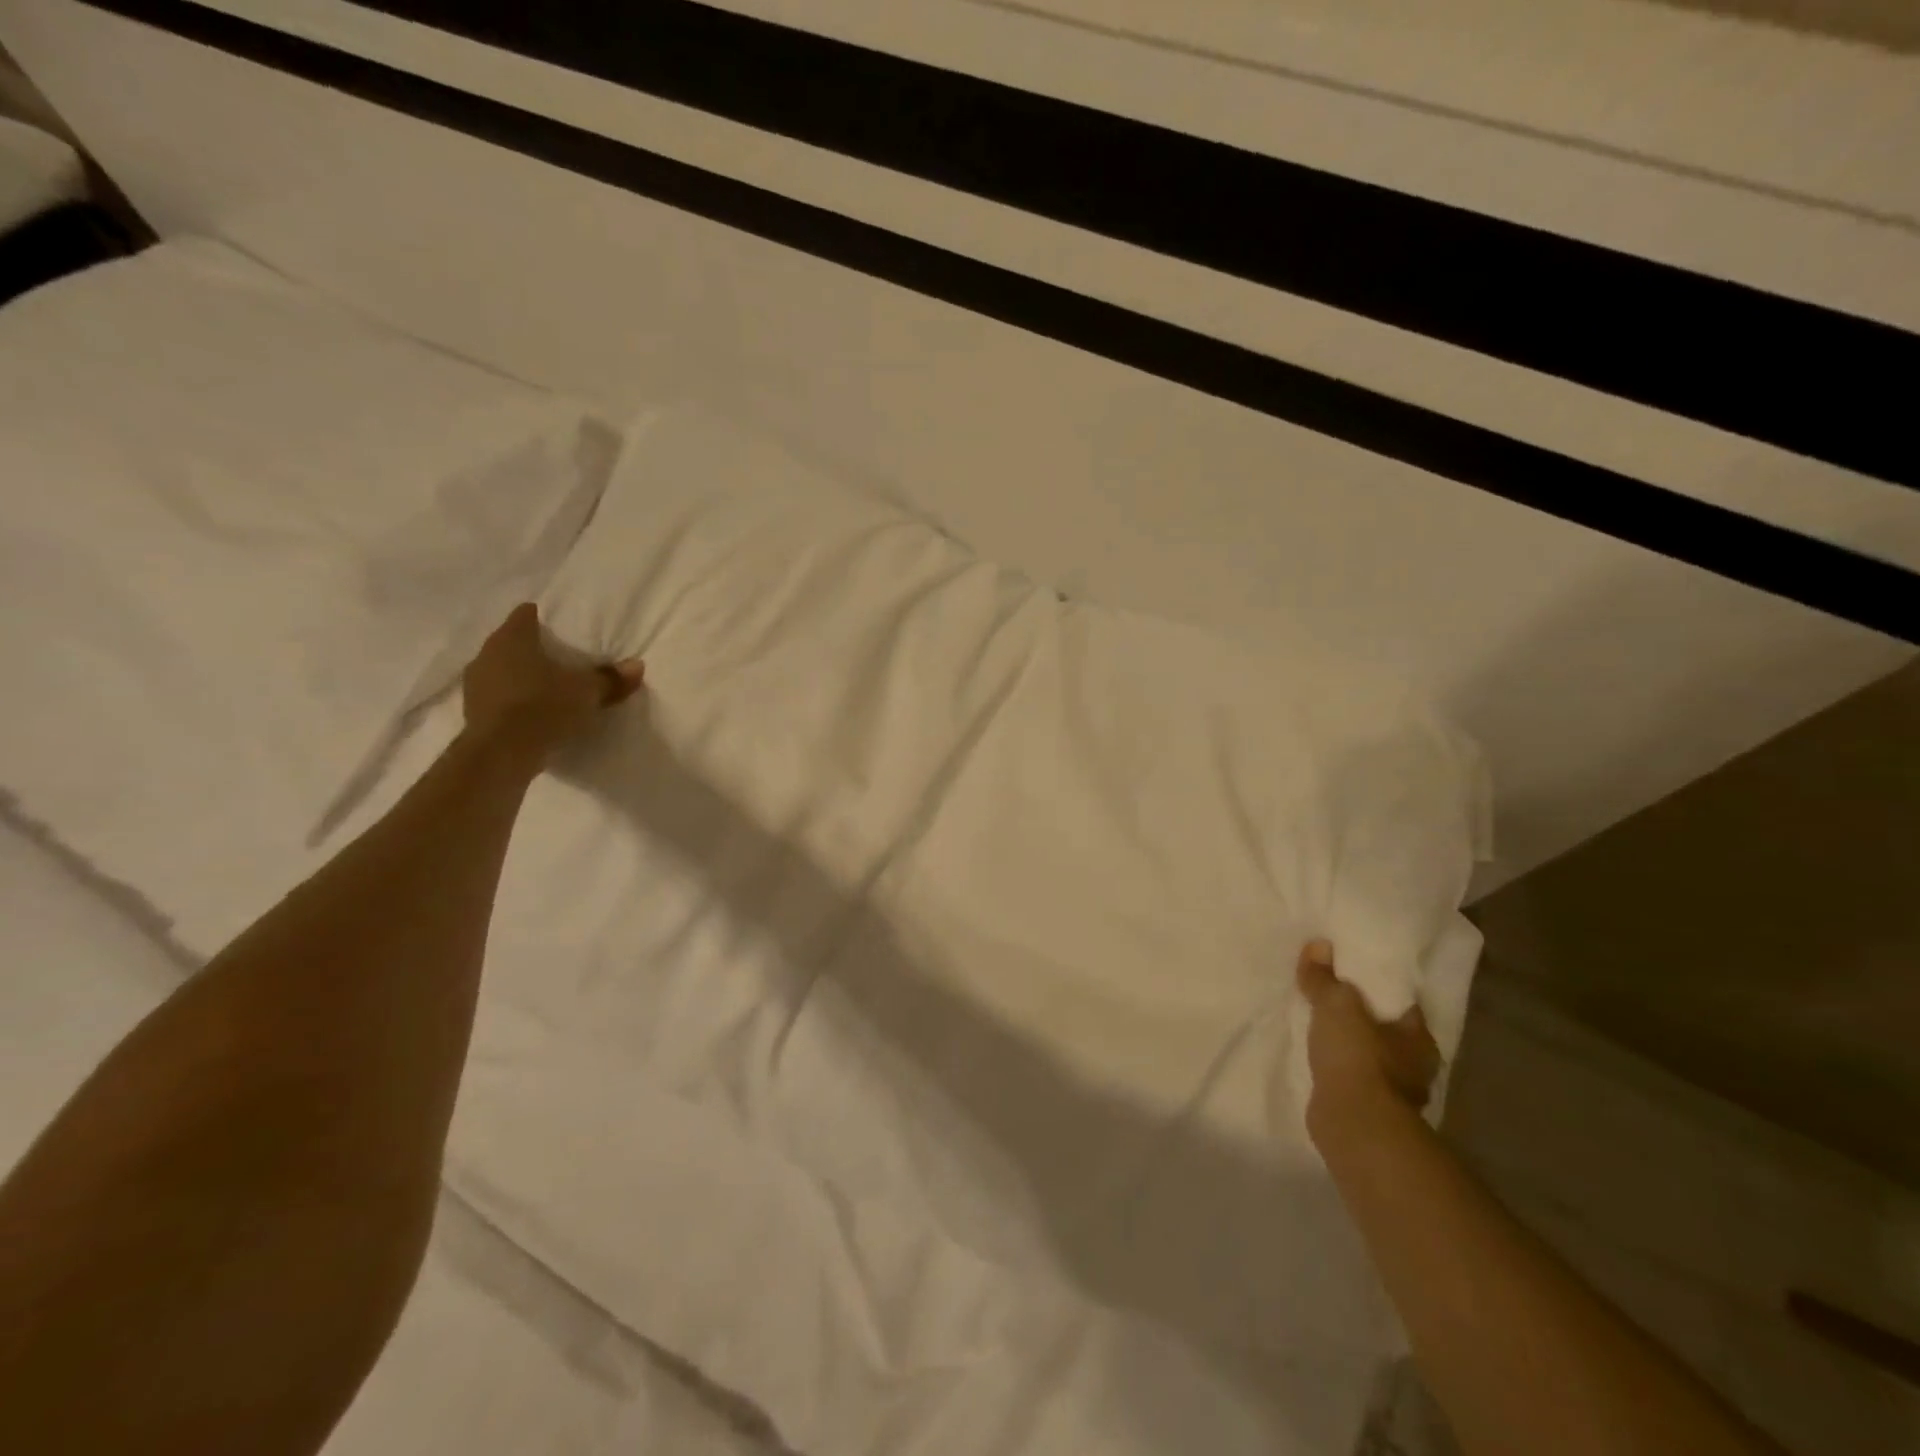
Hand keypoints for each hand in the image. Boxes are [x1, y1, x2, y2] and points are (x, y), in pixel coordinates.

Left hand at [461, 603, 642, 755]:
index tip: (560, 628)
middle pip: (511, 642)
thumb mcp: (587, 692)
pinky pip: (497, 696)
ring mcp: (475, 684)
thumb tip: (637, 666)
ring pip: (501, 669)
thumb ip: (611, 678)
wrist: (501, 754)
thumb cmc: (544, 707)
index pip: (525, 615)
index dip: (542, 618)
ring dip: (520, 676)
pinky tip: (531, 712)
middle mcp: (487, 654)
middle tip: (560, 658)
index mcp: (513, 638)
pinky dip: (513, 700)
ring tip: (546, 687)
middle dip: (533, 649)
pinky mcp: (473, 712)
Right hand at [1297, 938, 1439, 1146]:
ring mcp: (1393, 1093)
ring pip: (1371, 1058)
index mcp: (1418, 1037)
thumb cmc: (1357, 1056)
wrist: (1354, 1124)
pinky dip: (1339, 1069)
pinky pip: (1352, 1079)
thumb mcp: (1335, 1005)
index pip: (1401, 1003)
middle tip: (1334, 997)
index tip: (1356, 975)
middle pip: (1386, 1031)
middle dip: (1363, 1018)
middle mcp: (1414, 1066)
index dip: (1380, 988)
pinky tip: (1320, 1059)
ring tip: (1321, 1027)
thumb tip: (1318, 944)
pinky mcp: (1369, 1111)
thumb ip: (1324, 978)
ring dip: (1351, 1046)